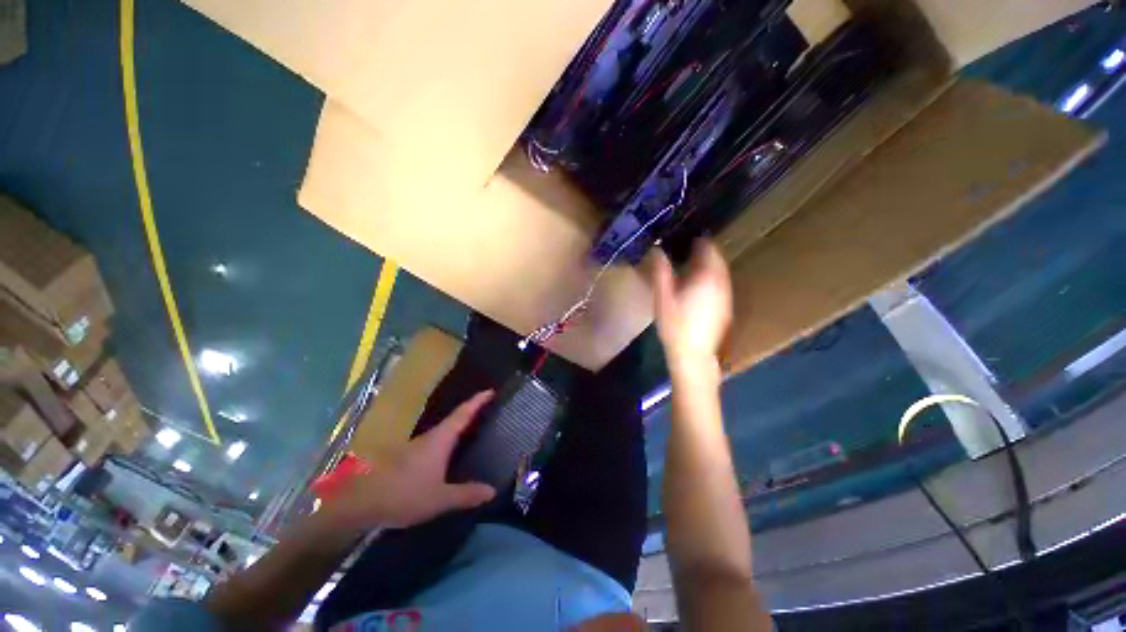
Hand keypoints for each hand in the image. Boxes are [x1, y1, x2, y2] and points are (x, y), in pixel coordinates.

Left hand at [321, 391, 496, 530]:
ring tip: (474, 431)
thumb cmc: (404, 494)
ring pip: (443, 431)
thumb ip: (466, 494)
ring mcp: (417, 446)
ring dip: (459, 427)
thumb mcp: (439, 498)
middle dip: (471, 413)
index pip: (463, 413)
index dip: (477, 401)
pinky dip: (448, 442)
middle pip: (454, 419)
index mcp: (441, 439)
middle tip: (489, 411)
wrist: (360, 503)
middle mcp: (430, 437)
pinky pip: (435, 443)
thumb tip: (493, 490)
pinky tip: (450, 455)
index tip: (491, 391)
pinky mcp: (408, 457)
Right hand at [653, 239, 732, 374]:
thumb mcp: (662, 297)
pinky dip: (712, 278)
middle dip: (705, 252)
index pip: (709, 249)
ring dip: (709, 265)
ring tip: (692, 265)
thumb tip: (657, 249)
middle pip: (717, 260)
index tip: (686, 237)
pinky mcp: (726, 307)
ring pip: (721, 272)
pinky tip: (699, 285)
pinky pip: (721, 284)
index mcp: (707, 277)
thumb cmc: (675, 325)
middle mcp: (721, 283)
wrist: (693, 355)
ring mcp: (726, 296)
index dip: (699, 241)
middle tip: (687, 249)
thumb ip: (661, 271)